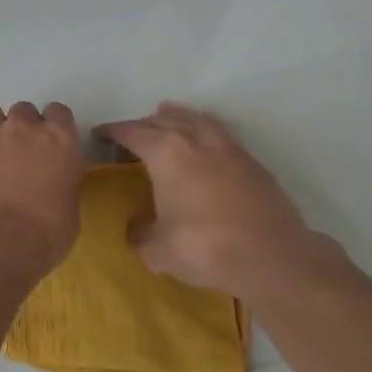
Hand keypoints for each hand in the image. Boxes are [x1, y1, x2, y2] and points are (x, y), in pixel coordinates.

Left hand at [0, 101, 83, 270]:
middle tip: (22, 151)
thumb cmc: (45, 232)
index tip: (52, 142)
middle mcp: (25, 128)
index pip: (59, 112)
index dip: (54, 125)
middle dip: (23, 126)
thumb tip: (53, 185)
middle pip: (24, 110)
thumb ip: (62, 184)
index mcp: (59, 139)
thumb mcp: (69, 209)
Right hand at [96, 101, 331, 298]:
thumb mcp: (157, 249)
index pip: (131, 132)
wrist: (272, 257)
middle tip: (129, 136)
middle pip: (161, 120)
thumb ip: (140, 233)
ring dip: (175, 116)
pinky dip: (203, 128)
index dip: (112, 132)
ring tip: (165, 114)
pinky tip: (204, 138)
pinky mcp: (250, 161)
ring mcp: (227, 146)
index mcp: (165, 152)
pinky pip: (218, 132)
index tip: (99, 134)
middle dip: (141, 125)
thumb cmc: (205, 247)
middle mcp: (194, 139)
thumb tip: (138, 226)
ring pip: (194, 119)